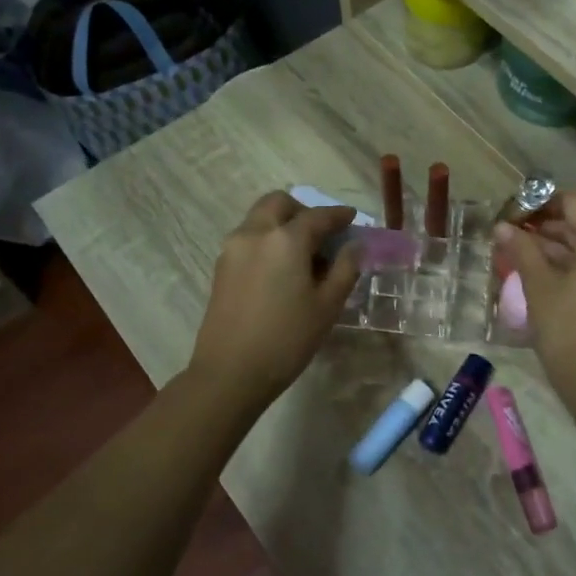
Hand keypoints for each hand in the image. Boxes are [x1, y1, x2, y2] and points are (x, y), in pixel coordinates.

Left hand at [187, 192, 360, 409]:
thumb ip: (345, 268)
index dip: (338, 215)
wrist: (230, 373)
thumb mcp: (327, 306)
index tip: (352, 218)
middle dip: (303, 210)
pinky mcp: (221, 267)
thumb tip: (354, 246)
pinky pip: (249, 238)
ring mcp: (233, 249)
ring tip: (303, 255)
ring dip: (283, 224)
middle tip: (322, 233)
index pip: (318, 216)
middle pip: (279, 203)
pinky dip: (267, 240)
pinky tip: (281, 269)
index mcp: (285, 239)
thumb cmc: (287, 340)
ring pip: (260, 219)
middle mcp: (255, 233)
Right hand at [496, 193, 575, 392]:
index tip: (514, 213)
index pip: (573, 204)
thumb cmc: (565, 325)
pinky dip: (570, 268)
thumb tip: (501, 227)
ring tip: (520, 254)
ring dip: (556, 249)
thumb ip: (521, 249)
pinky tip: (541, 276)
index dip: (541, 204)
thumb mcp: (538, 284)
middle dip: (546, 228)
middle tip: (512, 234)